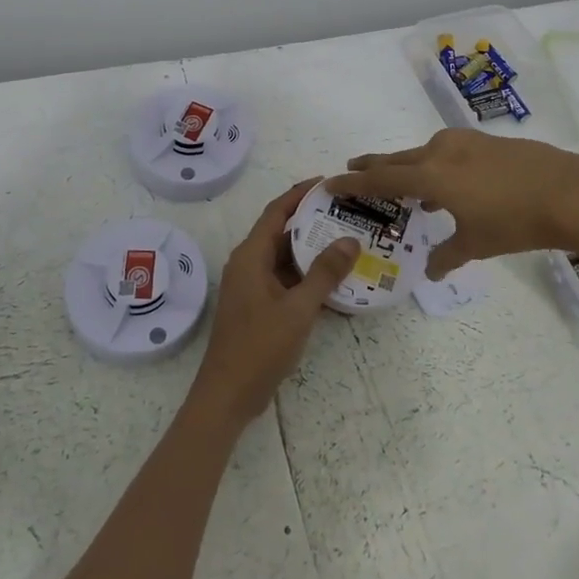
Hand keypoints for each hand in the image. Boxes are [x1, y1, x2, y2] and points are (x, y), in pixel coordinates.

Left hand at [190, 179, 360, 427]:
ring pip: (285, 258)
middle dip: (313, 221)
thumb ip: (324, 273)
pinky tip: (336, 282)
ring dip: (312, 251)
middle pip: (282, 232)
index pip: (277, 211)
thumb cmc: (259, 347)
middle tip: (347, 213)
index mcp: (251, 256)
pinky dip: (307, 277)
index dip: (300, 193)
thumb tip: (350, 240)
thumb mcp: (298, 309)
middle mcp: (249, 264)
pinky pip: (286, 281)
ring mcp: (252, 287)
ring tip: (348, 242)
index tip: (328, 182)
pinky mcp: (258, 307)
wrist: (228, 396)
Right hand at [327, 129, 578, 278]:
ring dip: (410, 168)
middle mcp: (442, 151)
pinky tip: (450, 185)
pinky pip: (449, 153)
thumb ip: (448, 255)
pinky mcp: (487, 142)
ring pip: (425, 154)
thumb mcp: (477, 243)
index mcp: (431, 174)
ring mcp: (466, 142)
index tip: (330, 181)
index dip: (354, 183)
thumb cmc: (515, 221)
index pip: (381, 179)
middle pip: (398, 158)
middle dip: (374, 166)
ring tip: (404, 185)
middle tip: (354, 169)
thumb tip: (433, 270)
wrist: (569, 192)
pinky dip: (437, 167)